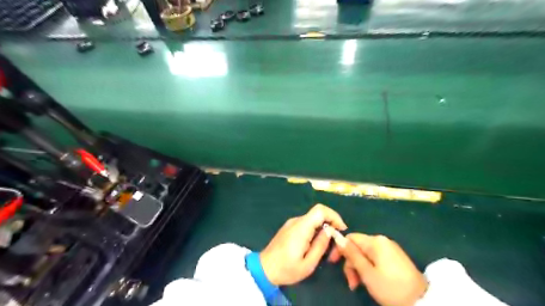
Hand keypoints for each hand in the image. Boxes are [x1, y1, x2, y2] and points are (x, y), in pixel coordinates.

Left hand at [261, 204, 348, 286]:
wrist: (264, 269)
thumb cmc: (286, 269)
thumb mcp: (308, 264)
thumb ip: (320, 245)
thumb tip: (330, 231)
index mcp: (301, 228)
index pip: (320, 210)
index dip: (334, 216)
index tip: (341, 229)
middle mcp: (296, 221)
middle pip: (318, 214)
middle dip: (330, 224)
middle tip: (335, 242)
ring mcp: (291, 223)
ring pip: (313, 219)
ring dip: (323, 228)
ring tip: (325, 247)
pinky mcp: (289, 227)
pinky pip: (306, 224)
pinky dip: (315, 230)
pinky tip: (314, 245)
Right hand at [325, 235, 426, 305]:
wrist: (422, 302)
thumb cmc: (391, 288)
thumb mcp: (367, 273)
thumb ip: (351, 254)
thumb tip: (338, 237)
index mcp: (375, 241)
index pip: (350, 238)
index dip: (340, 249)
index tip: (333, 263)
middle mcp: (382, 241)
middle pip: (358, 247)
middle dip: (351, 263)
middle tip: (352, 283)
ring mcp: (390, 249)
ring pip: (366, 254)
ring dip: (359, 268)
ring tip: (358, 285)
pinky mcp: (395, 258)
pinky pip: (375, 258)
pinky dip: (369, 268)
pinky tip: (370, 280)